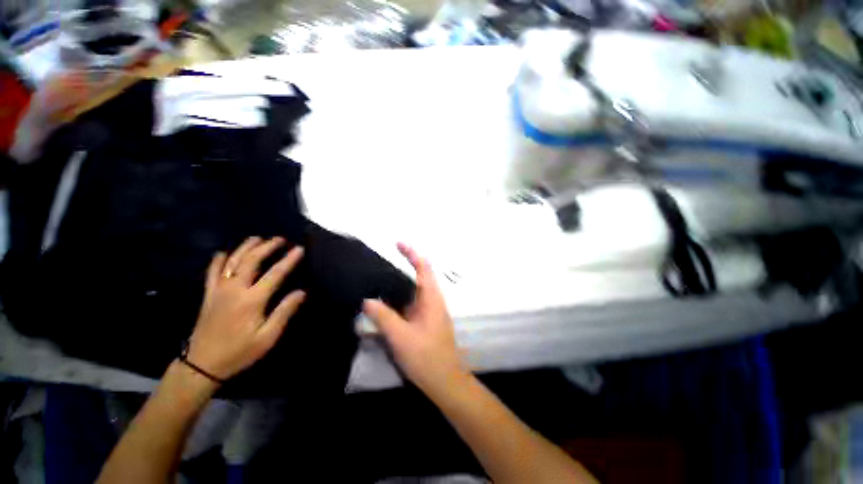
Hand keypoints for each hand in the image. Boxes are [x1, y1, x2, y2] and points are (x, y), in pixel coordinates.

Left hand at [187, 237, 305, 380]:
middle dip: (267, 247)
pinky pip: (211, 272)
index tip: (300, 249)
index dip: (289, 260)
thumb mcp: (268, 337)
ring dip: (246, 248)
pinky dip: (218, 260)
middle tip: (280, 239)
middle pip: (251, 261)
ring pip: (232, 261)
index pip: (275, 273)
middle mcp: (234, 289)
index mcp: (252, 300)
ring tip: (258, 238)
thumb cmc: (240, 351)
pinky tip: (223, 252)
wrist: (202, 366)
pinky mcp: (208, 295)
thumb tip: (302, 292)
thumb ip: (284, 312)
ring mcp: (218, 290)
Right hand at [363, 243, 467, 394]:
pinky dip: (400, 297)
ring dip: (401, 282)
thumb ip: (384, 316)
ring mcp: (430, 310)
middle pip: (420, 275)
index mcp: (432, 298)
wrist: (445, 381)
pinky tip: (386, 301)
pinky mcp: (425, 320)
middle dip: (405, 264)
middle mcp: (432, 300)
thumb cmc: (426, 357)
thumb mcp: (401, 337)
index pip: (424, 267)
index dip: (412, 253)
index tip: (397, 243)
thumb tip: (367, 300)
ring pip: (414, 289)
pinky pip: (411, 302)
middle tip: (383, 261)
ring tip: (380, 278)